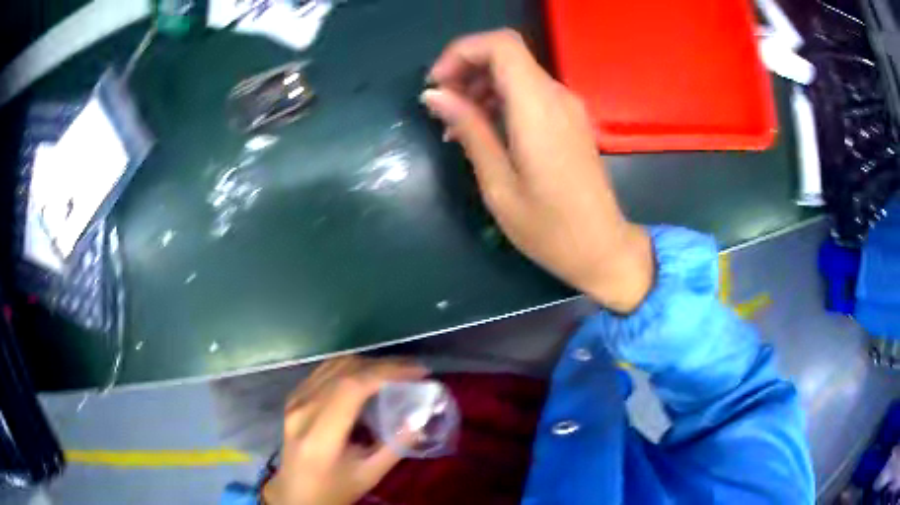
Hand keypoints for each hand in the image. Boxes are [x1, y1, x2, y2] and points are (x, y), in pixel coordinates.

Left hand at [263, 356, 426, 504]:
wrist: (295, 492)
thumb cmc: (334, 489)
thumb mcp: (370, 475)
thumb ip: (396, 445)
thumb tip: (422, 414)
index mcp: (320, 435)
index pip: (352, 387)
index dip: (387, 372)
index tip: (419, 373)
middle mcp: (303, 409)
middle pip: (344, 370)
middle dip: (384, 365)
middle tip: (414, 371)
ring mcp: (295, 400)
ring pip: (335, 365)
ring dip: (368, 363)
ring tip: (397, 373)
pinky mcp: (294, 397)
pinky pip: (325, 371)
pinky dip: (352, 368)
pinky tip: (369, 378)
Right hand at [422, 30, 653, 312]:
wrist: (602, 249)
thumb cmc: (549, 228)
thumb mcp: (498, 184)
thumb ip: (470, 130)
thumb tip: (435, 95)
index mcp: (538, 108)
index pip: (501, 45)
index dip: (462, 52)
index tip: (438, 85)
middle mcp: (557, 97)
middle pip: (506, 55)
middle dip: (466, 69)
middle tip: (441, 108)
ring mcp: (568, 107)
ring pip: (517, 72)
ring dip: (481, 86)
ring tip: (457, 127)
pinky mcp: (571, 120)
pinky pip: (530, 93)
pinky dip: (501, 99)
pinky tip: (485, 131)